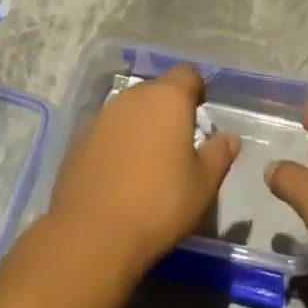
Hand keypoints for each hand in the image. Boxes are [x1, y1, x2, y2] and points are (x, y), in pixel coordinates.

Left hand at [50, 64, 239, 274]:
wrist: (92, 233)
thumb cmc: (159, 203)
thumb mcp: (203, 184)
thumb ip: (219, 154)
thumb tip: (228, 138)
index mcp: (167, 98)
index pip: (187, 74)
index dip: (196, 89)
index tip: (200, 114)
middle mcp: (132, 97)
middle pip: (156, 90)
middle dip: (168, 108)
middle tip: (178, 142)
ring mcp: (102, 116)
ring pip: (130, 109)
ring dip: (142, 125)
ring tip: (149, 161)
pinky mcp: (79, 138)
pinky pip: (108, 130)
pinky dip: (118, 142)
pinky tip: (120, 175)